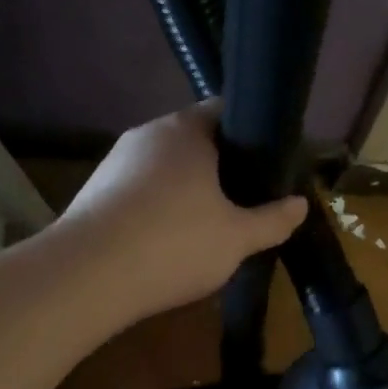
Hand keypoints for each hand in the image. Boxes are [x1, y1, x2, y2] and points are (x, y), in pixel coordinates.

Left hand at [60, 100, 308, 325]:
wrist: (87, 276)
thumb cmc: (173, 244)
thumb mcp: (237, 238)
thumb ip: (272, 220)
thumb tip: (300, 204)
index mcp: (185, 130)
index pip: (224, 112)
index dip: (251, 135)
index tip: (267, 166)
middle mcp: (147, 134)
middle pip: (194, 141)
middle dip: (220, 168)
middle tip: (244, 202)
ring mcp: (115, 162)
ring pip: (164, 168)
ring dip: (186, 191)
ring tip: (207, 227)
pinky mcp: (94, 192)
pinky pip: (138, 192)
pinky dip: (157, 209)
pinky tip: (165, 242)